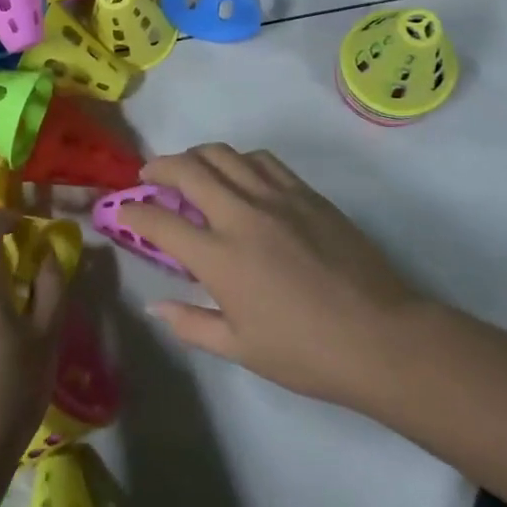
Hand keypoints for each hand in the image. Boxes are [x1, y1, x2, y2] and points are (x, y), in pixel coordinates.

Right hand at [121, 144, 434, 411]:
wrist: (382, 337)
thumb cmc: (306, 352)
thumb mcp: (240, 348)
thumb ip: (191, 323)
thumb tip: (155, 305)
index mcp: (220, 257)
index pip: (159, 221)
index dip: (133, 213)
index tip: (124, 211)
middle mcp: (242, 215)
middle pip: (188, 170)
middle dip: (158, 167)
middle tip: (149, 176)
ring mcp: (277, 197)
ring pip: (225, 154)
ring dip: (197, 156)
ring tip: (190, 169)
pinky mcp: (306, 193)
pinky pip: (263, 160)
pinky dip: (239, 160)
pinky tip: (239, 174)